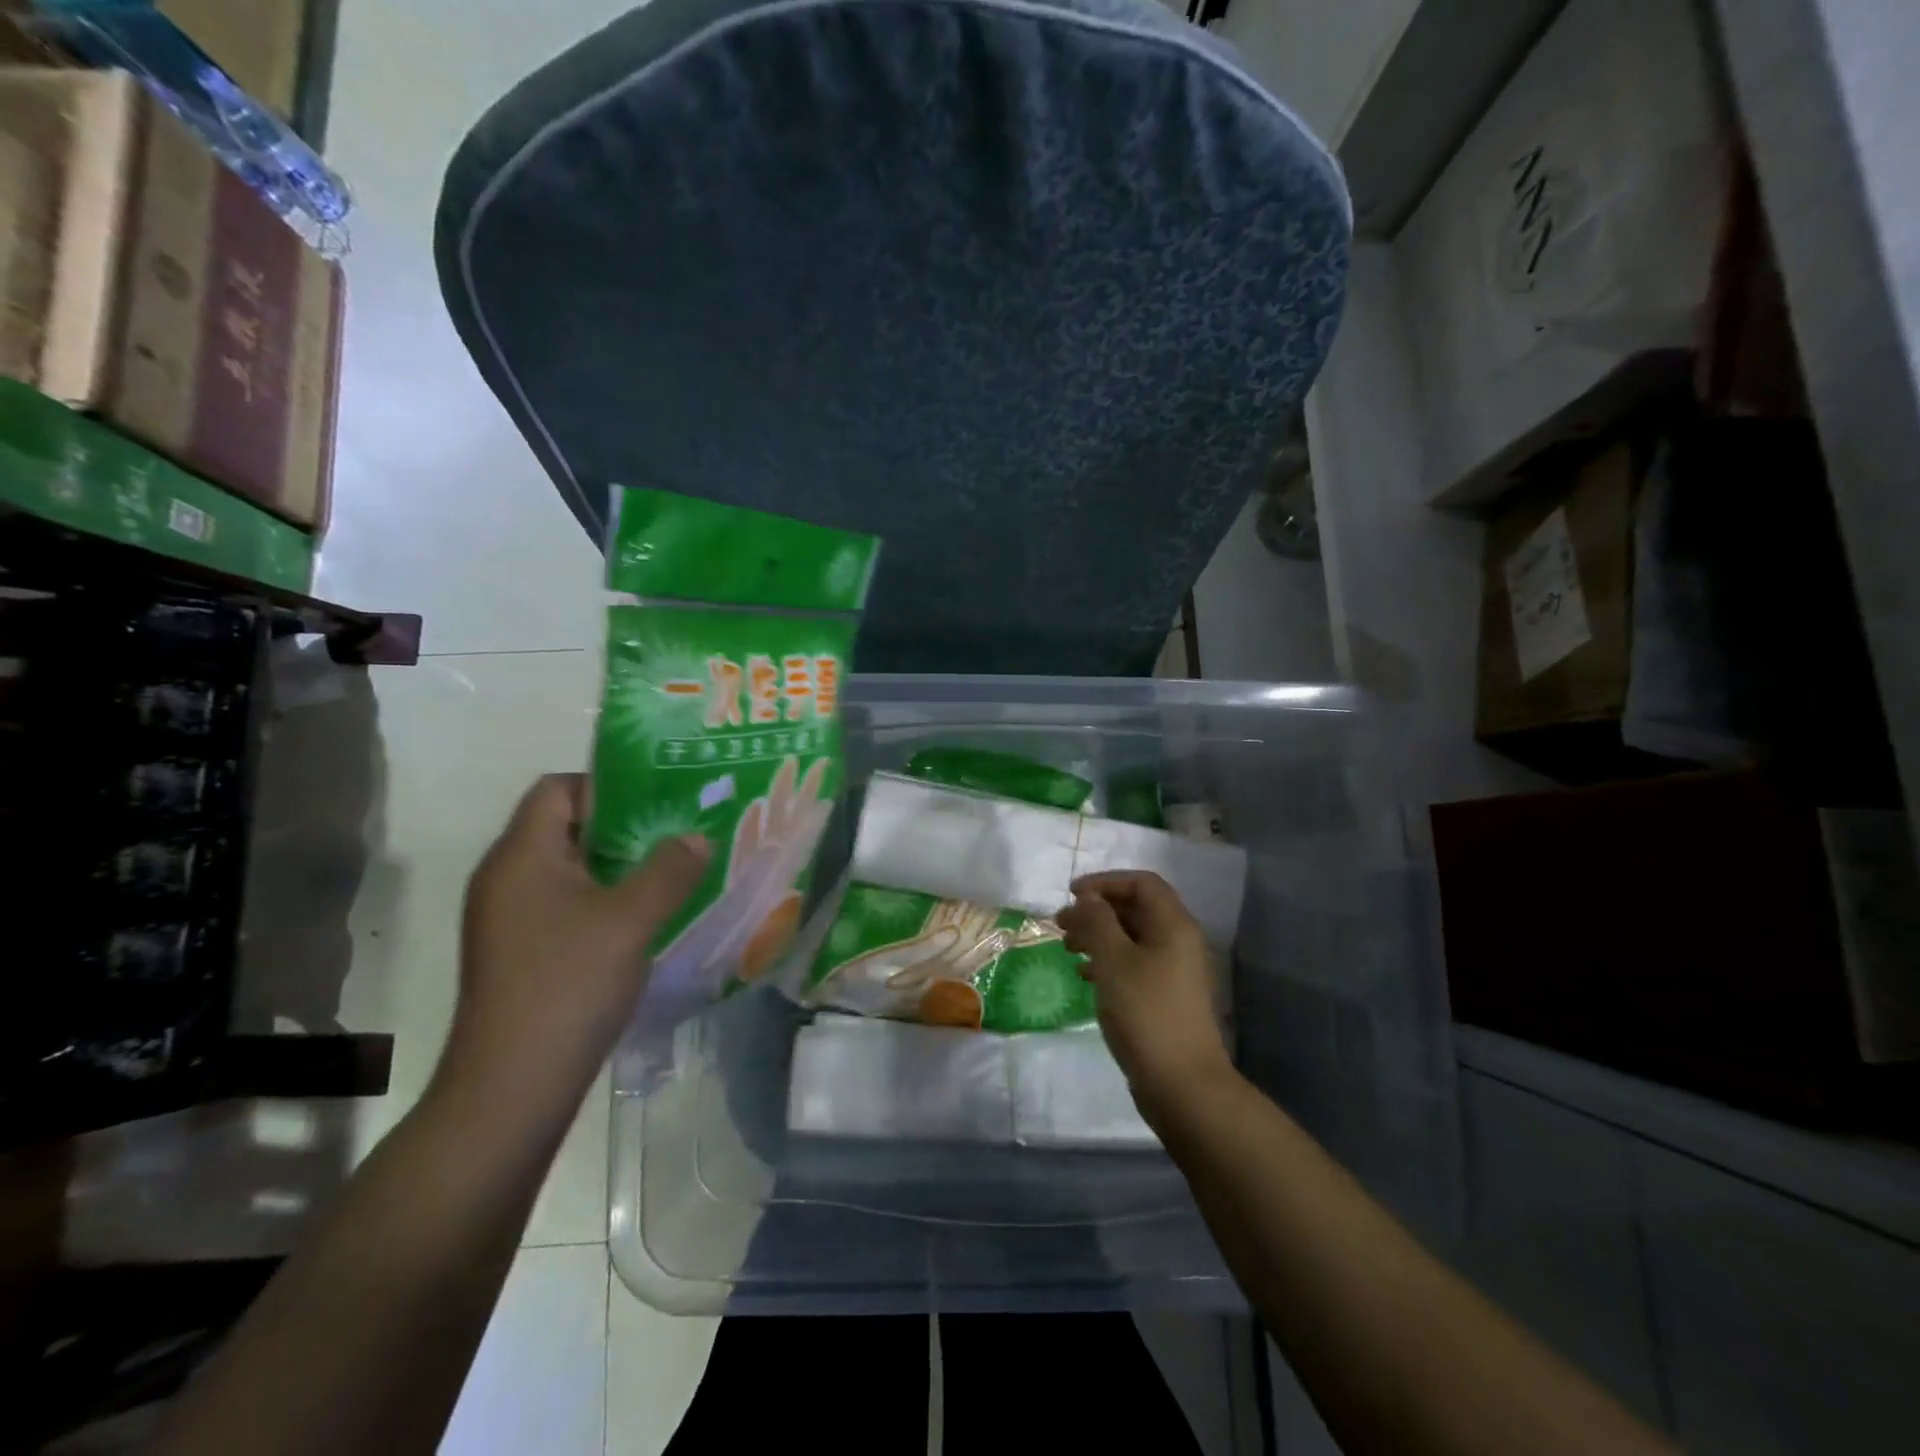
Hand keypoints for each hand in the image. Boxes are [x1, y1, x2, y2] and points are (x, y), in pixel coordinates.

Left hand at [437, 775, 709, 1110]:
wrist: (511, 1088)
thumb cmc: (568, 986)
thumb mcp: (631, 920)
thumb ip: (669, 870)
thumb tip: (696, 838)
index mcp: (521, 856)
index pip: (557, 788)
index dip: (606, 785)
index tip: (658, 801)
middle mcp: (506, 878)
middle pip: (565, 826)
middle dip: (624, 825)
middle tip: (677, 831)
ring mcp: (509, 918)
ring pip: (570, 869)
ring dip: (619, 865)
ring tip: (672, 870)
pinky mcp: (521, 951)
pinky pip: (566, 903)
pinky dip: (605, 898)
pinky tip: (645, 917)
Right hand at [1058, 871, 1233, 1117]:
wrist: (1182, 1083)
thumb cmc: (1145, 1012)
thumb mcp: (1113, 960)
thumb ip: (1097, 921)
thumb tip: (1088, 898)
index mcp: (1173, 925)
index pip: (1141, 882)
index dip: (1105, 882)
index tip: (1071, 895)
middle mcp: (1178, 941)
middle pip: (1136, 908)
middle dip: (1097, 910)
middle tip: (1061, 923)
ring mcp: (1174, 971)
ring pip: (1132, 937)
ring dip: (1099, 935)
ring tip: (1067, 948)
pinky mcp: (1165, 996)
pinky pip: (1134, 963)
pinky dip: (1108, 960)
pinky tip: (1084, 975)